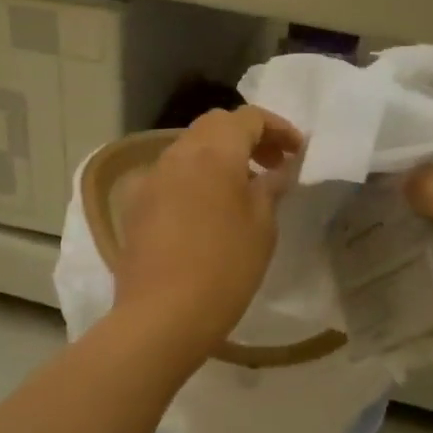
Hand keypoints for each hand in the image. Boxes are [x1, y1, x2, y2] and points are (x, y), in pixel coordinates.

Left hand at [112, 106, 302, 361]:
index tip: (296, 152)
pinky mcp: (136, 205)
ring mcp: (151, 179)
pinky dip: (194, 178)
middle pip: (214, 126)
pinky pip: (170, 176)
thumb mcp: (262, 227)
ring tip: (243, 188)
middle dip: (247, 137)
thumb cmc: (224, 268)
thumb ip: (270, 188)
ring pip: (189, 149)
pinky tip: (206, 210)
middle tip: (272, 164)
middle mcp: (177, 154)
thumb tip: (276, 170)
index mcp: (214, 152)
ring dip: (219, 156)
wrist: (161, 315)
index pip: (248, 117)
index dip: (277, 128)